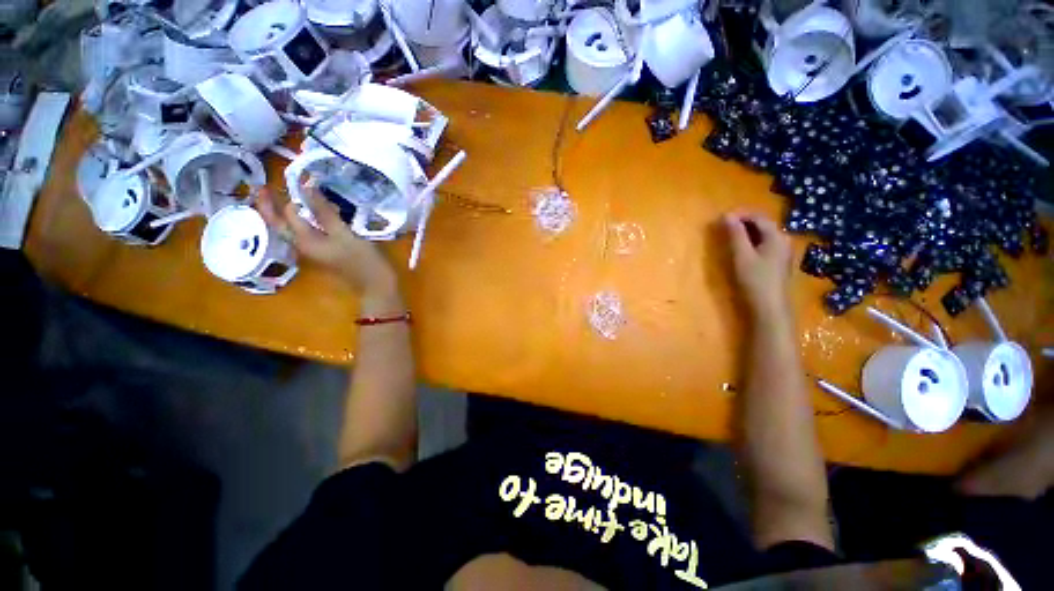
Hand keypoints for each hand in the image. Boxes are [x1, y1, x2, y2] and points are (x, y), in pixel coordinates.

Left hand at [258, 189, 401, 311]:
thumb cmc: (362, 259)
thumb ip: (324, 211)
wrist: (374, 284)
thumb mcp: (344, 234)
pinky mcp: (323, 251)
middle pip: (278, 224)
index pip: (289, 212)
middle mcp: (302, 245)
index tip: (300, 176)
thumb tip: (307, 186)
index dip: (292, 193)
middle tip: (263, 187)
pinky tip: (313, 213)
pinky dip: (303, 220)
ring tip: (283, 196)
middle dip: (268, 206)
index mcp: (304, 240)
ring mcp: (313, 249)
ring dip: (283, 213)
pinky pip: (305, 232)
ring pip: (290, 228)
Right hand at [724, 211, 793, 318]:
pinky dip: (752, 241)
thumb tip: (726, 215)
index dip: (740, 214)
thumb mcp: (741, 255)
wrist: (770, 307)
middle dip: (743, 222)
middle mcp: (784, 240)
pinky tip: (743, 249)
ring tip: (730, 235)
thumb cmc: (755, 279)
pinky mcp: (779, 262)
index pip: (758, 217)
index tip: (721, 217)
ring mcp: (784, 252)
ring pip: (764, 235)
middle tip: (723, 226)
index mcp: (776, 236)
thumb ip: (735, 234)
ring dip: (747, 232)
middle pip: (763, 224)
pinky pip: (765, 244)